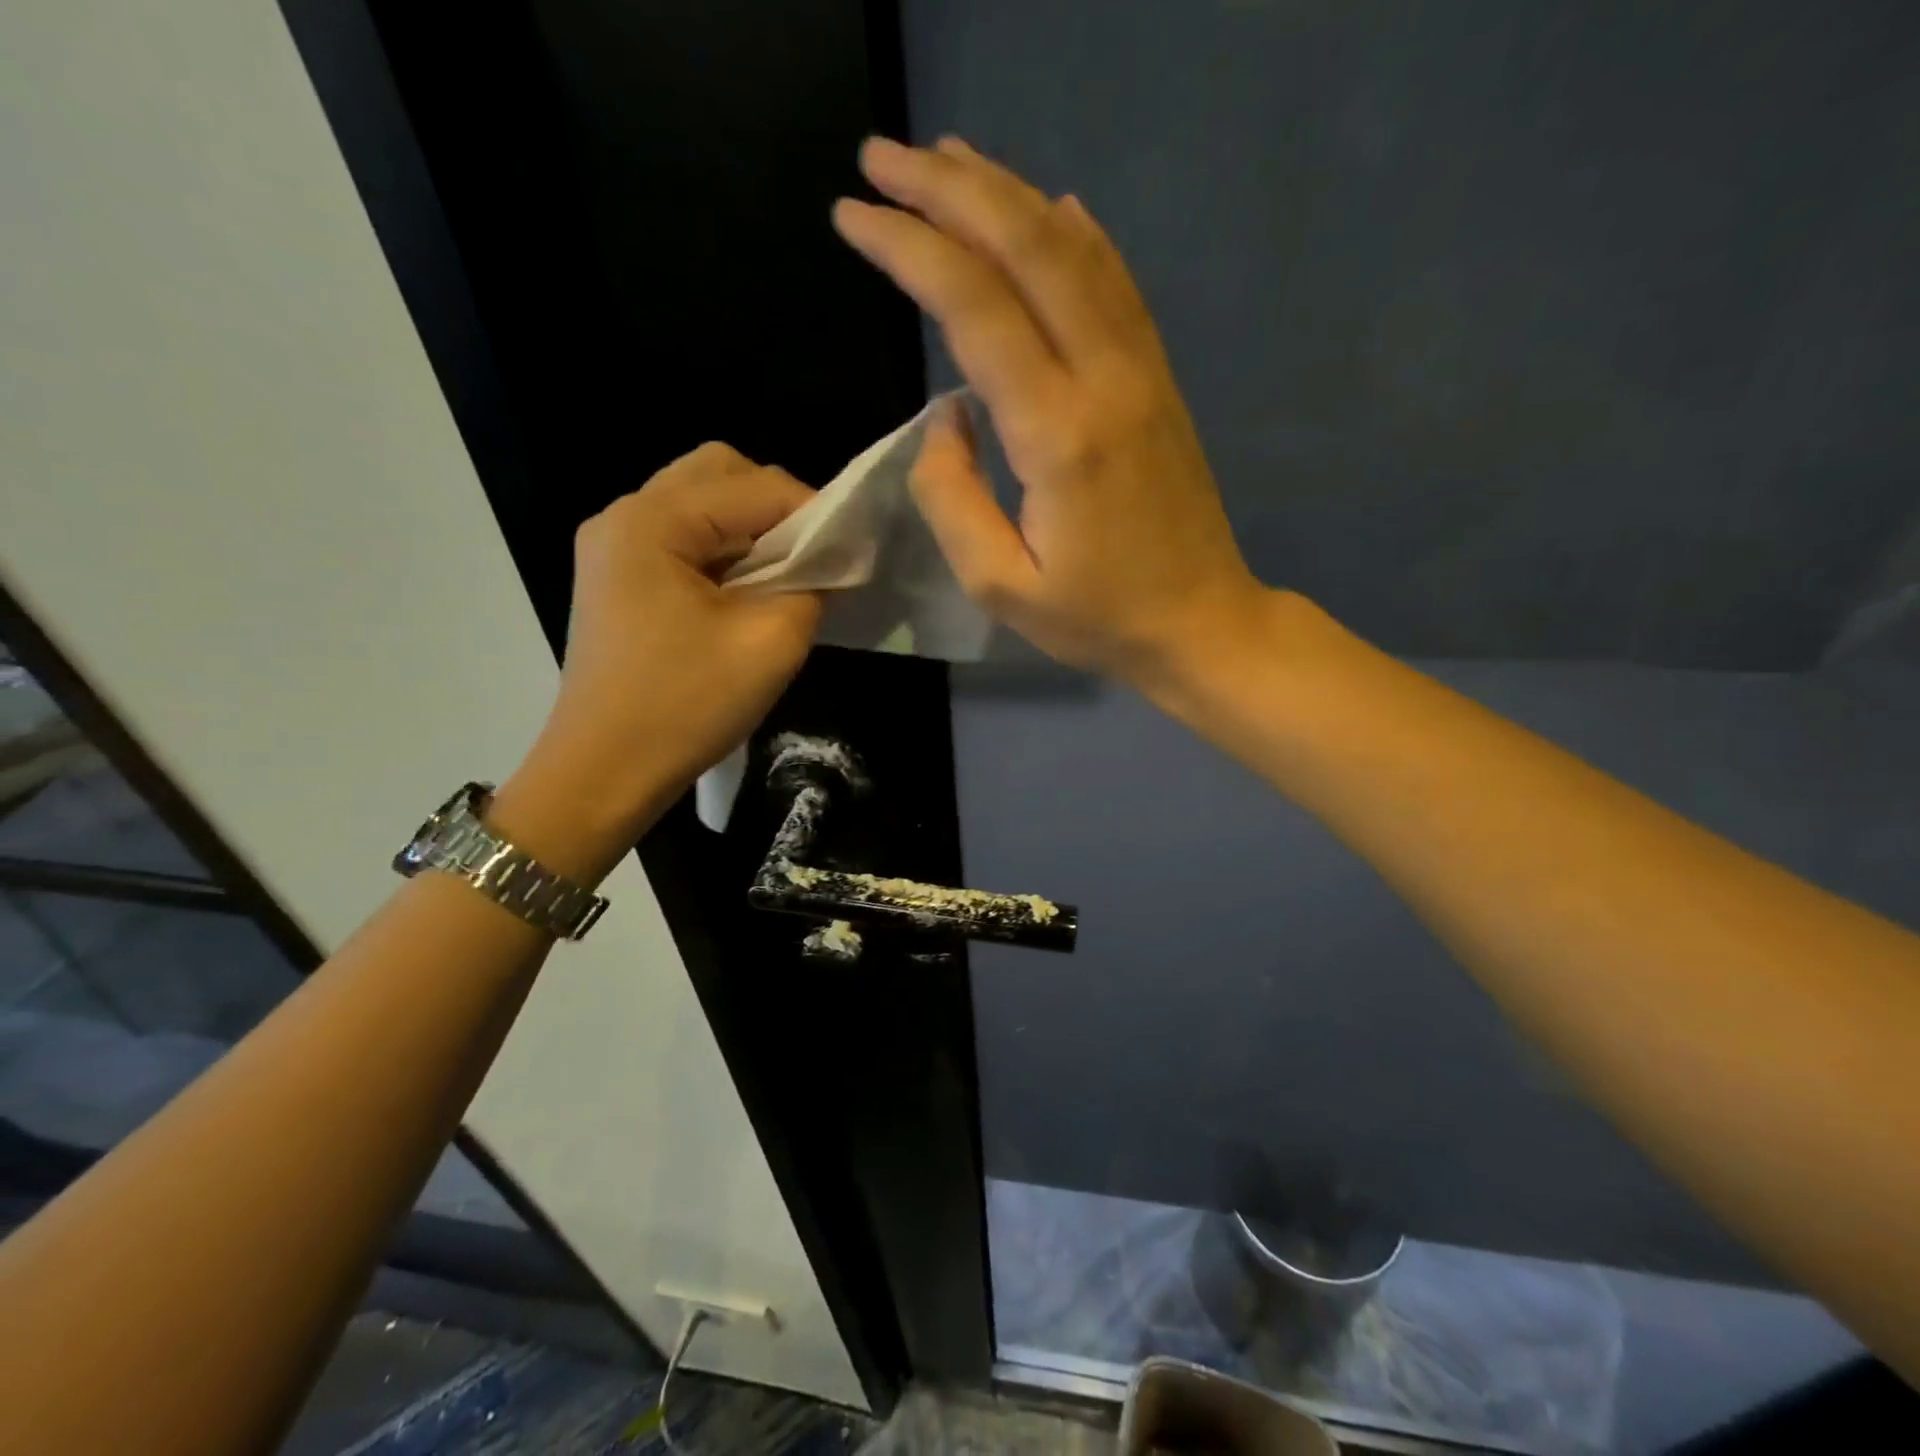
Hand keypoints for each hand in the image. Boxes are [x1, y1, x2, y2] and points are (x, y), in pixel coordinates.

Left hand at [497, 445, 820, 876]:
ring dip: (749, 530)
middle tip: (811, 559)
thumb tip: (831, 562)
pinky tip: (744, 594)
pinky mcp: (616, 579)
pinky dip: (722, 552)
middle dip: (775, 507)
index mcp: (653, 521)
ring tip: (782, 579)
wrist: (604, 773)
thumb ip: (813, 585)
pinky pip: (681, 539)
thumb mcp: (771, 643)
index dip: (815, 511)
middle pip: (718, 473)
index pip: (755, 485)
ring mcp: (613, 547)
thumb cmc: (686, 706)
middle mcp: (624, 517)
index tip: (852, 551)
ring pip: (699, 503)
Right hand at [832, 136, 1265, 686]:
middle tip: (882, 157)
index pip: (975, 307)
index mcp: (1058, 434)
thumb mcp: (1000, 586)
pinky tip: (1050, 205)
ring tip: (946, 161)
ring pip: (1075, 249)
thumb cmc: (1096, 617)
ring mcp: (1141, 371)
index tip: (853, 215)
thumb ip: (952, 498)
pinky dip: (1077, 233)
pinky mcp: (1158, 380)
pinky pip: (1117, 283)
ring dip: (1006, 194)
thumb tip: (946, 415)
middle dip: (948, 189)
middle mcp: (1104, 378)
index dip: (909, 249)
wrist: (1200, 622)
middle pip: (1027, 247)